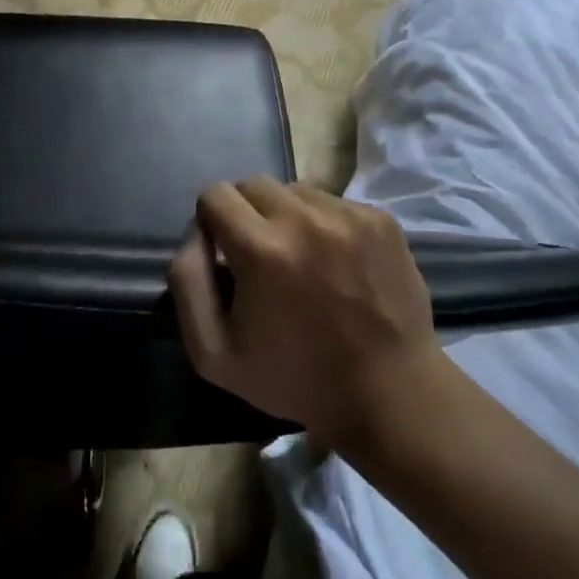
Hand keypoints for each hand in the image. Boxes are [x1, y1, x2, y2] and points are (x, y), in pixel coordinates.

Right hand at [168, 176, 440, 447]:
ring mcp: (348, 215)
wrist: (390, 394)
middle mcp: (305, 218)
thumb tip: (195, 234)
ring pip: (294, 190)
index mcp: (262, 249)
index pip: (215, 194)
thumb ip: (187, 283)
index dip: (211, 222)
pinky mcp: (380, 219)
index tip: (225, 255)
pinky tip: (336, 263)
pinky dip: (324, 224)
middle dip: (246, 214)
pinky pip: (333, 202)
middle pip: (253, 184)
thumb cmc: (296, 378)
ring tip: (302, 259)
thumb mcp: (214, 353)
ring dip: (286, 215)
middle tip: (261, 256)